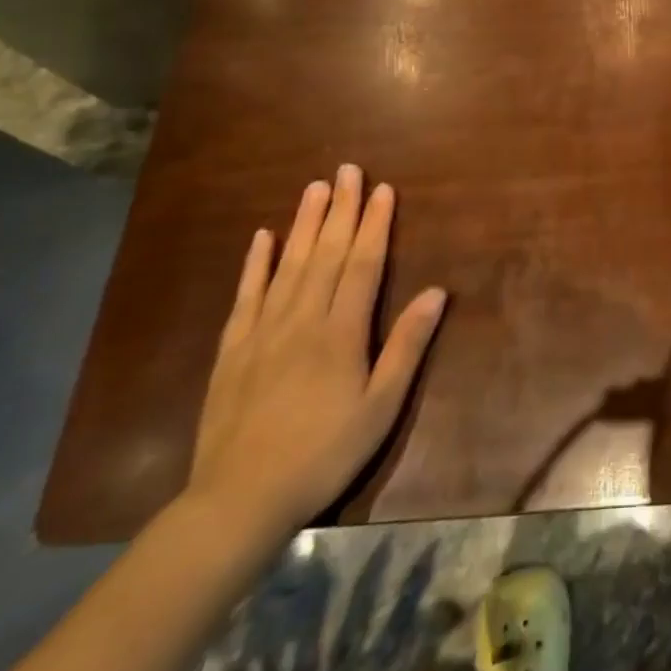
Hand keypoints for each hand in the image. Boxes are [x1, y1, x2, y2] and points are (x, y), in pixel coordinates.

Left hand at [186, 165, 445, 545]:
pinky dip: (254, 264)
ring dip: (303, 224)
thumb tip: (437, 292)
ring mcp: (262, 332)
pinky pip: (246, 296)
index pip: (362, 264)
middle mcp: (301, 319)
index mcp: (340, 331)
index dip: (374, 224)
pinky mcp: (233, 350)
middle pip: (324, 254)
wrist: (238, 500)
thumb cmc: (324, 452)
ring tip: (313, 188)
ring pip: (287, 265)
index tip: (382, 189)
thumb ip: (407, 346)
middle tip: (347, 169)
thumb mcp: (381, 406)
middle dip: (339, 209)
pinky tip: (262, 238)